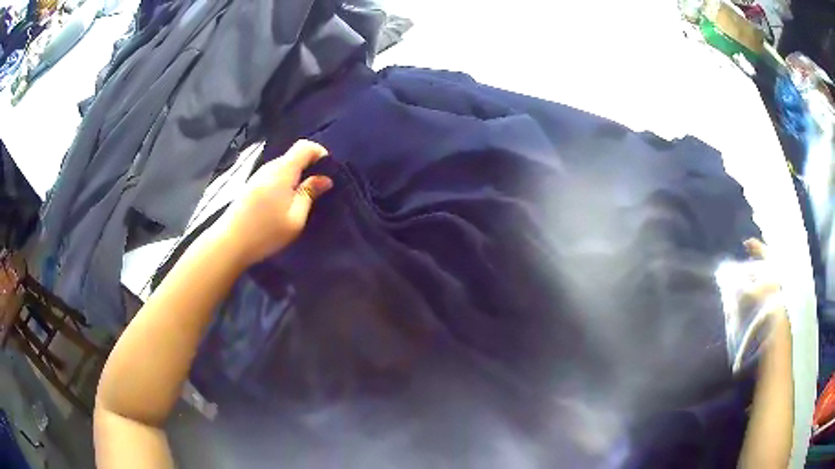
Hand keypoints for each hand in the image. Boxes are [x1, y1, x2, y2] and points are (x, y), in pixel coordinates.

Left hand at [217, 140, 332, 265]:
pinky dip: (285, 184)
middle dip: (310, 167)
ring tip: (302, 200)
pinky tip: (284, 205)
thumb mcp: (295, 218)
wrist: (229, 243)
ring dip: (297, 177)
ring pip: (284, 167)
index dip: (320, 153)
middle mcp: (270, 167)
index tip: (328, 173)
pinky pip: (274, 177)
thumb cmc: (265, 232)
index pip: (305, 146)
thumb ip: (310, 194)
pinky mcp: (251, 186)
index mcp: (283, 170)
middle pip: (294, 156)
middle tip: (318, 191)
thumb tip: (325, 179)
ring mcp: (258, 176)